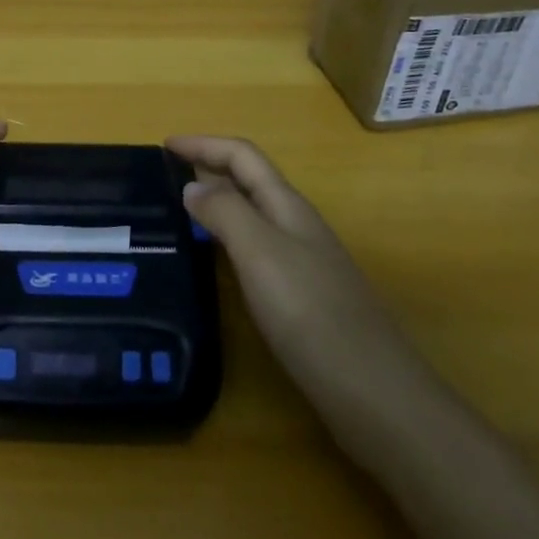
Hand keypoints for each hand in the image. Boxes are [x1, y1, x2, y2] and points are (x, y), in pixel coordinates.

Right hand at [168, 135, 427, 429]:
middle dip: (208, 167)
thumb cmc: (311, 313)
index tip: (164, 146)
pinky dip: (228, 238)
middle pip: (249, 179)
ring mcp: (302, 261)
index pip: (242, 155)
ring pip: (252, 213)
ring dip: (217, 202)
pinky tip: (214, 261)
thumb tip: (193, 186)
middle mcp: (295, 225)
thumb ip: (225, 212)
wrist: (374, 393)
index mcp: (287, 205)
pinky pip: (256, 248)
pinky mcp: (302, 296)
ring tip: (179, 211)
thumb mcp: (261, 253)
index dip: (204, 144)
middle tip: (165, 177)